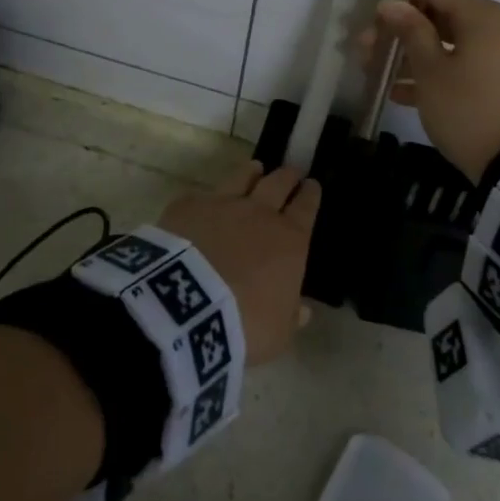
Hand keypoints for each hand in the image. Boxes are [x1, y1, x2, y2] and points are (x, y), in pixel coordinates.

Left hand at [157, 163, 319, 364]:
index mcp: (290, 240)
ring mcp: (222, 204)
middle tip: (291, 172)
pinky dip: (207, 198)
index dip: (311, 194)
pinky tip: (203, 202)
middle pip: (278, 184)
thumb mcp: (279, 332)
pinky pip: (202, 195)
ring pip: (242, 178)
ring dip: (251, 173)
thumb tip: (303, 310)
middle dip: (288, 177)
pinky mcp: (188, 206)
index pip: (306, 207)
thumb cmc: (246, 324)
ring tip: (255, 169)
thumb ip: (291, 316)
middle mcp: (260, 213)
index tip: (312, 185)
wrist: (187, 305)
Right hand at [356, 0, 499, 182]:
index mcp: (481, 14)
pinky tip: (398, 93)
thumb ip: (410, 31)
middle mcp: (494, 27)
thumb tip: (389, 3)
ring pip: (446, 43)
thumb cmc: (467, 108)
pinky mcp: (496, 82)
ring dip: (411, 55)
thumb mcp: (431, 70)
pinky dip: (432, 73)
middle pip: (439, 16)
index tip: (376, 27)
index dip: (402, 3)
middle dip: (401, 32)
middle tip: (366, 50)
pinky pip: (459, 65)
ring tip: (375, 73)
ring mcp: (497, 56)